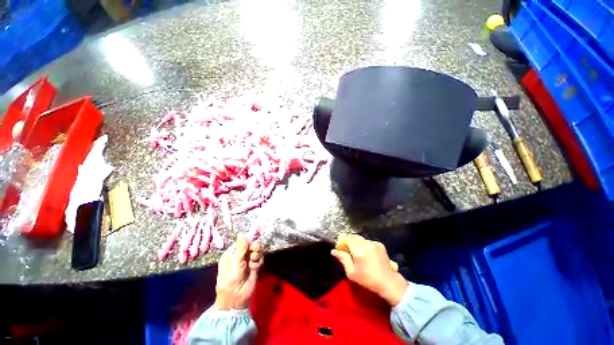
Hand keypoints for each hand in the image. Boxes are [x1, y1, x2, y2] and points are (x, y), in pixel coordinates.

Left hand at [214, 234, 263, 309]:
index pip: (242, 241)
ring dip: (257, 256)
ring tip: (253, 264)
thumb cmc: (231, 284)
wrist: (236, 303)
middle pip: (251, 244)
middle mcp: (239, 255)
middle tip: (254, 256)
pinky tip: (255, 269)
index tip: (252, 247)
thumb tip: (242, 233)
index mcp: (231, 254)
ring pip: (257, 250)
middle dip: (255, 248)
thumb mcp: (235, 267)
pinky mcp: (254, 265)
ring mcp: (247, 260)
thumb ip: (241, 250)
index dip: (248, 242)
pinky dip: (259, 262)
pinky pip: (260, 258)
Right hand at [331, 234, 407, 305]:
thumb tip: (333, 251)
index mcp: (358, 251)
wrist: (388, 282)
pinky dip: (364, 244)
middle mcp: (366, 244)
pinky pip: (368, 241)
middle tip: (347, 249)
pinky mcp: (379, 244)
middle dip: (349, 241)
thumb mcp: (352, 273)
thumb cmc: (367, 280)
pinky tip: (366, 253)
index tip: (340, 247)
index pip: (347, 238)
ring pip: (361, 238)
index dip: (342, 241)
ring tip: (357, 252)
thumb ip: (343, 259)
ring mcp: (374, 243)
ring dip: (356, 242)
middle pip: (353, 236)